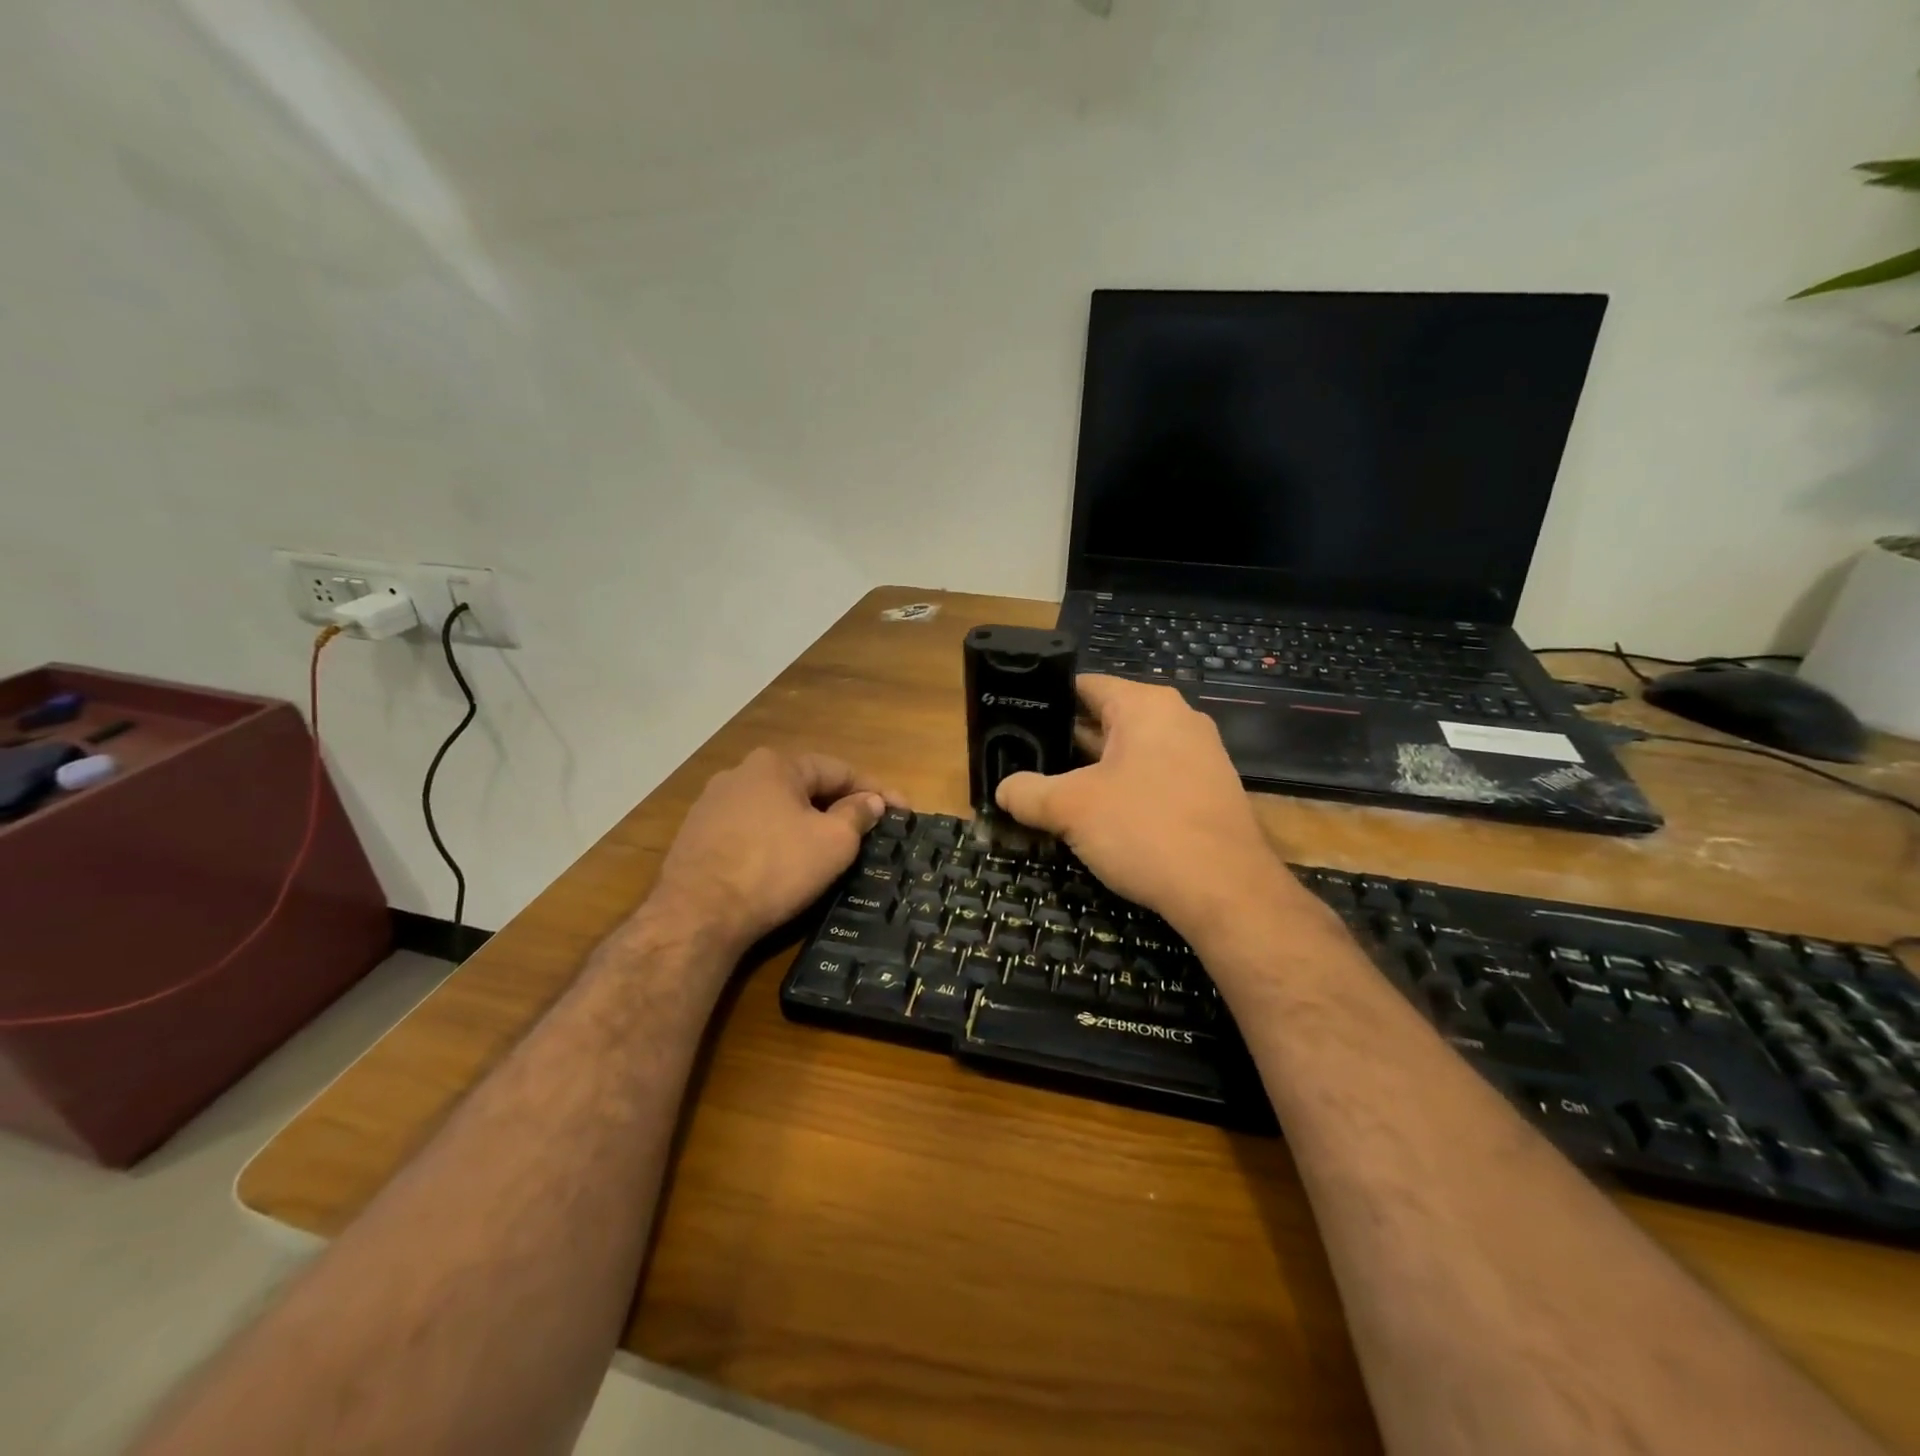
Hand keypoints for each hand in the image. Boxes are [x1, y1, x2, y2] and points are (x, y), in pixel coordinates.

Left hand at [652, 748, 891, 956]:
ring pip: (776, 808)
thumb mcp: (833, 843)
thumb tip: (870, 801)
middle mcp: (740, 773)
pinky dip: (776, 841)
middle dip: (840, 806)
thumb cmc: (775, 868)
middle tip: (869, 831)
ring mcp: (712, 804)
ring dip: (807, 823)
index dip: (876, 791)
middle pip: (806, 786)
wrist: (697, 915)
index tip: (903, 812)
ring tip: (830, 848)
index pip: (839, 770)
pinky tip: (785, 863)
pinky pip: (751, 830)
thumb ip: (856, 815)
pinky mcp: (696, 835)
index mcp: (776, 764)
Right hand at [994, 676, 1295, 932]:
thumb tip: (1003, 789)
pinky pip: (1153, 777)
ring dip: (1092, 771)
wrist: (1227, 891)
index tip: (1015, 723)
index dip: (1045, 702)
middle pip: (1106, 719)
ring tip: (1051, 791)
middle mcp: (1177, 718)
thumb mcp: (1071, 808)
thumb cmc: (1144, 829)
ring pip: (1129, 752)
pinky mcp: (1208, 790)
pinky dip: (1124, 790)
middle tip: (1024, 762)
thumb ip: (1028, 792)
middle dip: (1065, 743)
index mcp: (1145, 705)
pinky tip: (1097, 818)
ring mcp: (1199, 755)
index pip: (1084, 686)